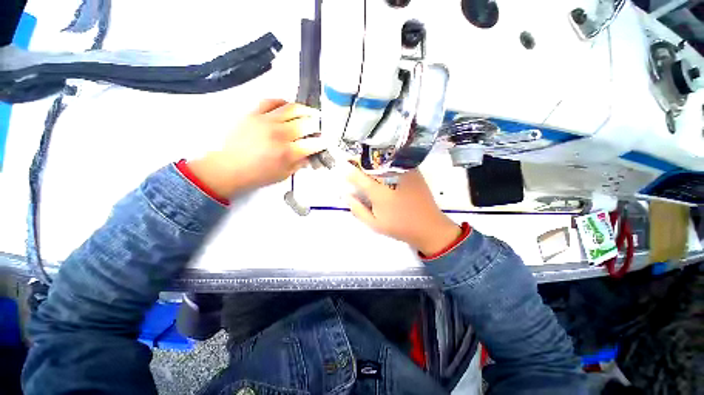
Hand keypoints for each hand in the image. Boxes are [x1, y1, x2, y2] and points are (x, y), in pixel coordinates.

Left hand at [188, 99, 325, 196]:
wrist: (229, 168)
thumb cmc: (258, 175)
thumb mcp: (283, 175)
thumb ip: (299, 164)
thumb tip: (310, 156)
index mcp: (288, 152)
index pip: (313, 144)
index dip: (323, 142)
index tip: (325, 141)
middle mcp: (280, 134)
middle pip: (306, 124)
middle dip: (317, 125)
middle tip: (319, 127)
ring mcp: (266, 121)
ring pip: (292, 108)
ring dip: (305, 110)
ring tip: (310, 112)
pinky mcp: (253, 113)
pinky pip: (271, 101)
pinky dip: (282, 102)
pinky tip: (288, 106)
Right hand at [346, 168, 461, 255]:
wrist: (429, 226)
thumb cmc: (399, 227)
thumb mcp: (374, 224)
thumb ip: (358, 209)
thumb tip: (346, 194)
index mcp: (379, 192)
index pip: (359, 176)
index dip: (349, 171)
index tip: (342, 168)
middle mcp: (391, 178)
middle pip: (370, 163)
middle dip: (358, 160)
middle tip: (351, 161)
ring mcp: (404, 173)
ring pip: (383, 159)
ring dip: (371, 158)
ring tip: (364, 162)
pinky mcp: (413, 171)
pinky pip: (395, 161)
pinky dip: (385, 160)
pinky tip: (381, 165)